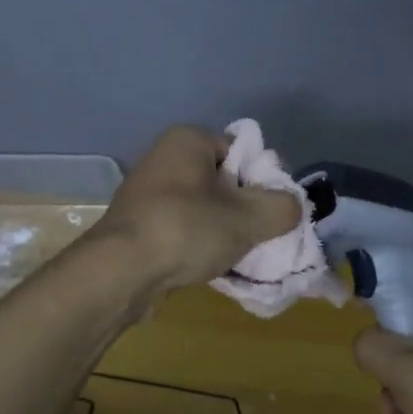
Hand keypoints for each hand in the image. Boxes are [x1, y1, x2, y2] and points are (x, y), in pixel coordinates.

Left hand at [87, 127, 299, 295]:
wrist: (120, 273)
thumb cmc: (186, 230)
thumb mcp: (249, 218)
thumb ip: (282, 208)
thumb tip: (292, 207)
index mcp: (187, 140)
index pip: (241, 152)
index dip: (262, 182)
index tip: (269, 212)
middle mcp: (163, 158)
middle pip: (223, 182)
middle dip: (242, 210)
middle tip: (256, 236)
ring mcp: (146, 193)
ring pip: (203, 208)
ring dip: (221, 231)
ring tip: (233, 255)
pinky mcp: (138, 225)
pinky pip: (182, 229)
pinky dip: (197, 244)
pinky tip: (207, 266)